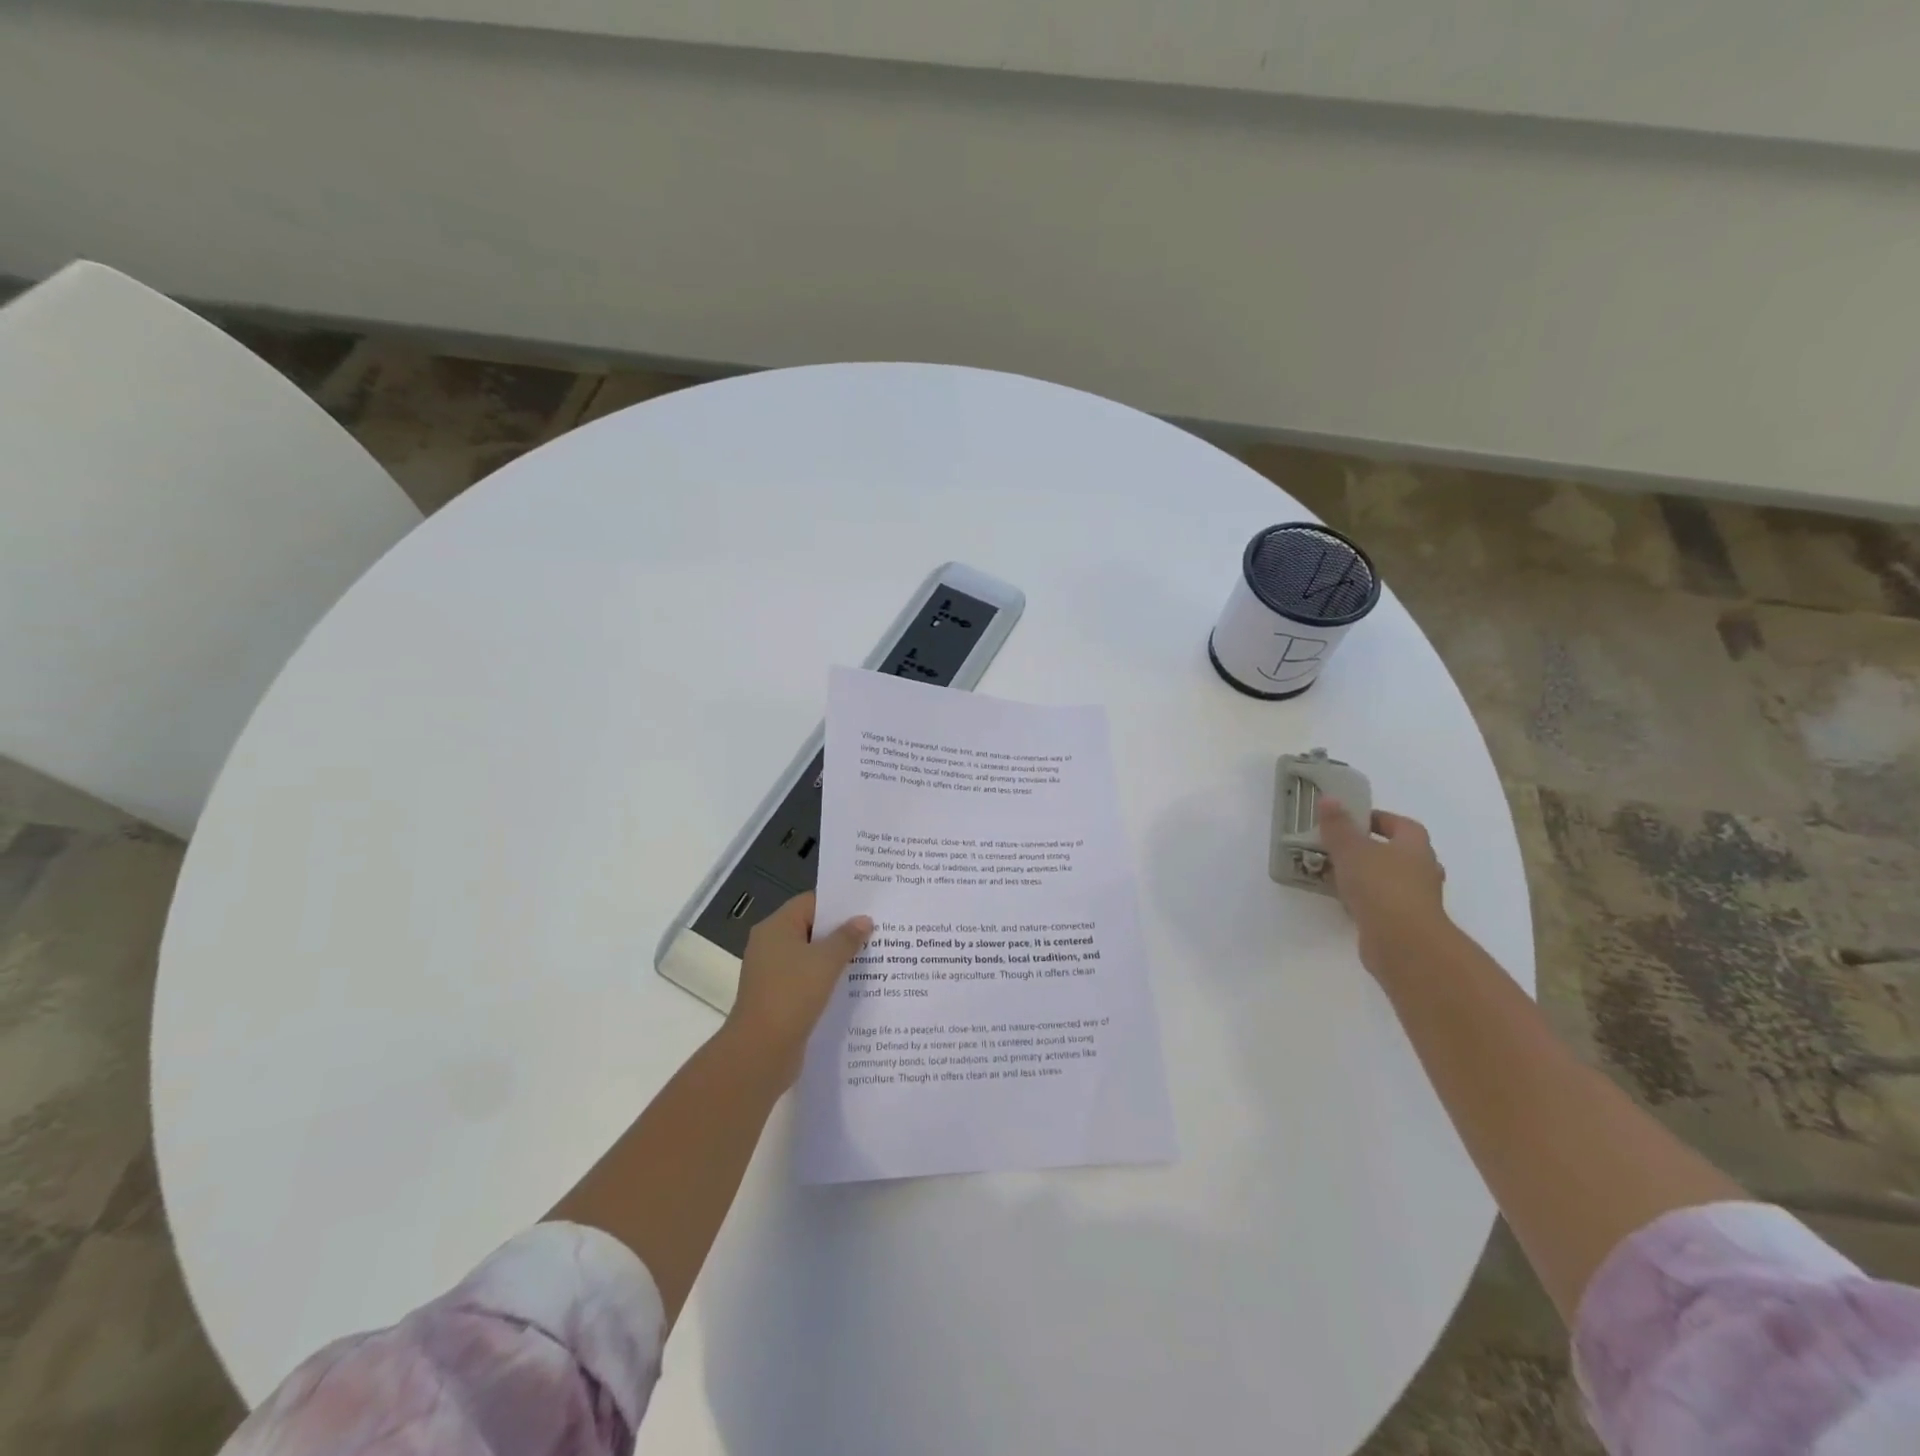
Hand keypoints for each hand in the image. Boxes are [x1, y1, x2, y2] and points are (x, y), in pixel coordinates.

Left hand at [726, 892, 872, 1085]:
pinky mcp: (780, 998)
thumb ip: (847, 938)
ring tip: (873, 957)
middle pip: (812, 928)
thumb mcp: (825, 961)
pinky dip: (828, 980)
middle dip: (843, 931)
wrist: (760, 1052)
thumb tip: (864, 920)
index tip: (868, 906)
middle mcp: (771, 945)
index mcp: (776, 927)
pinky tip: (854, 985)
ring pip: (811, 956)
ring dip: (838, 957)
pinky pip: (808, 980)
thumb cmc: (792, 995)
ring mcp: (773, 973)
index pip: (811, 902)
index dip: (839, 903)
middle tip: (877, 930)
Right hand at [1316, 799, 1450, 980]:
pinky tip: (1344, 901)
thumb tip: (1329, 798)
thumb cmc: (1381, 886)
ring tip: (1336, 874)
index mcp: (1415, 846)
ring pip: (1390, 879)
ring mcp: (1417, 899)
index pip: (1400, 824)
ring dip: (1367, 876)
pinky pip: (1383, 903)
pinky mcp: (1406, 923)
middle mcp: (1423, 870)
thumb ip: (1338, 825)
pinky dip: (1366, 900)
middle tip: (1340, 847)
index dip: (1377, 819)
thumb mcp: (1351, 849)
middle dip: (1371, 849)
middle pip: (1397, 852)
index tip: (1350, 820)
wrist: (1403, 943)